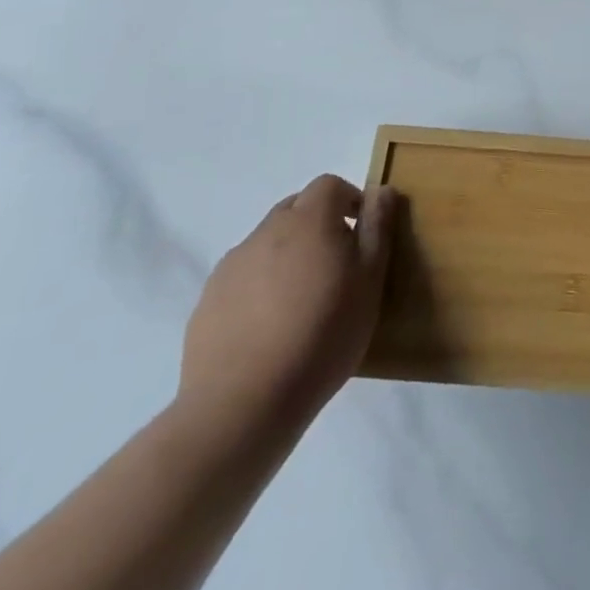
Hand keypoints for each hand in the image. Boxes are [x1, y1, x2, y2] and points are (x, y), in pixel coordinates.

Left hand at [176, 175, 396, 442]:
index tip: (361, 233)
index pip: (329, 185)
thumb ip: (377, 229)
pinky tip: (269, 329)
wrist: (242, 404)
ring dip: (288, 256)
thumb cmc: (322, 336)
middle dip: (318, 224)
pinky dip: (259, 288)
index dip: (348, 200)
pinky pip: (242, 277)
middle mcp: (266, 231)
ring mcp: (232, 265)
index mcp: (308, 220)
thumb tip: (381, 191)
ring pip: (267, 243)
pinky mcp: (208, 301)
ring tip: (302, 303)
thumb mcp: (370, 282)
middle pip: (296, 208)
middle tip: (336, 267)